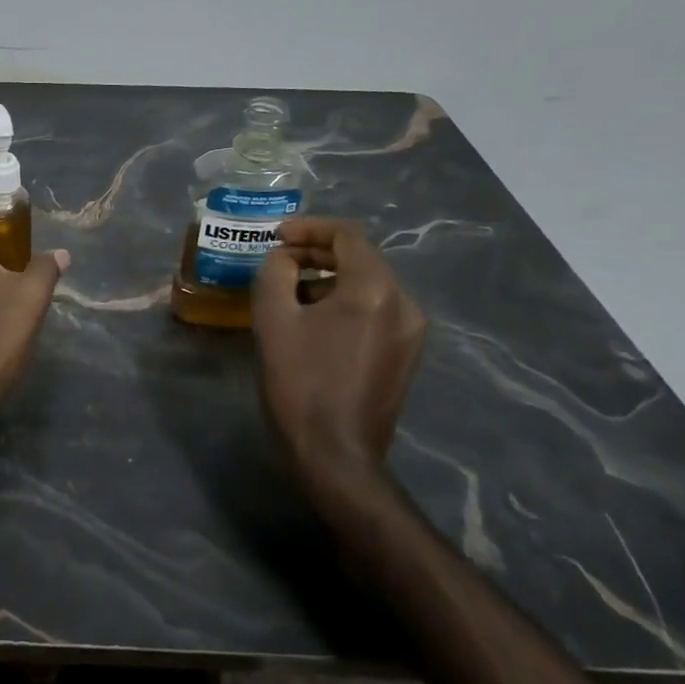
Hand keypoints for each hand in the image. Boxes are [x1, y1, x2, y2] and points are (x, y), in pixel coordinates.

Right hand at [251, 217, 426, 496]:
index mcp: (374, 290)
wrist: (335, 455)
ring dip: (329, 280)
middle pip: (361, 258)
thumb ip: (276, 272)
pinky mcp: (406, 355)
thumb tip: (286, 260)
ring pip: (368, 285)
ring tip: (290, 294)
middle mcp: (404, 303)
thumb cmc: (300, 383)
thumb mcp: (273, 319)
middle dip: (317, 254)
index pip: (347, 235)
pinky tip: (314, 322)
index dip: (308, 228)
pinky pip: (375, 311)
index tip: (276, 237)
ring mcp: (411, 332)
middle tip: (279, 261)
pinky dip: (345, 303)